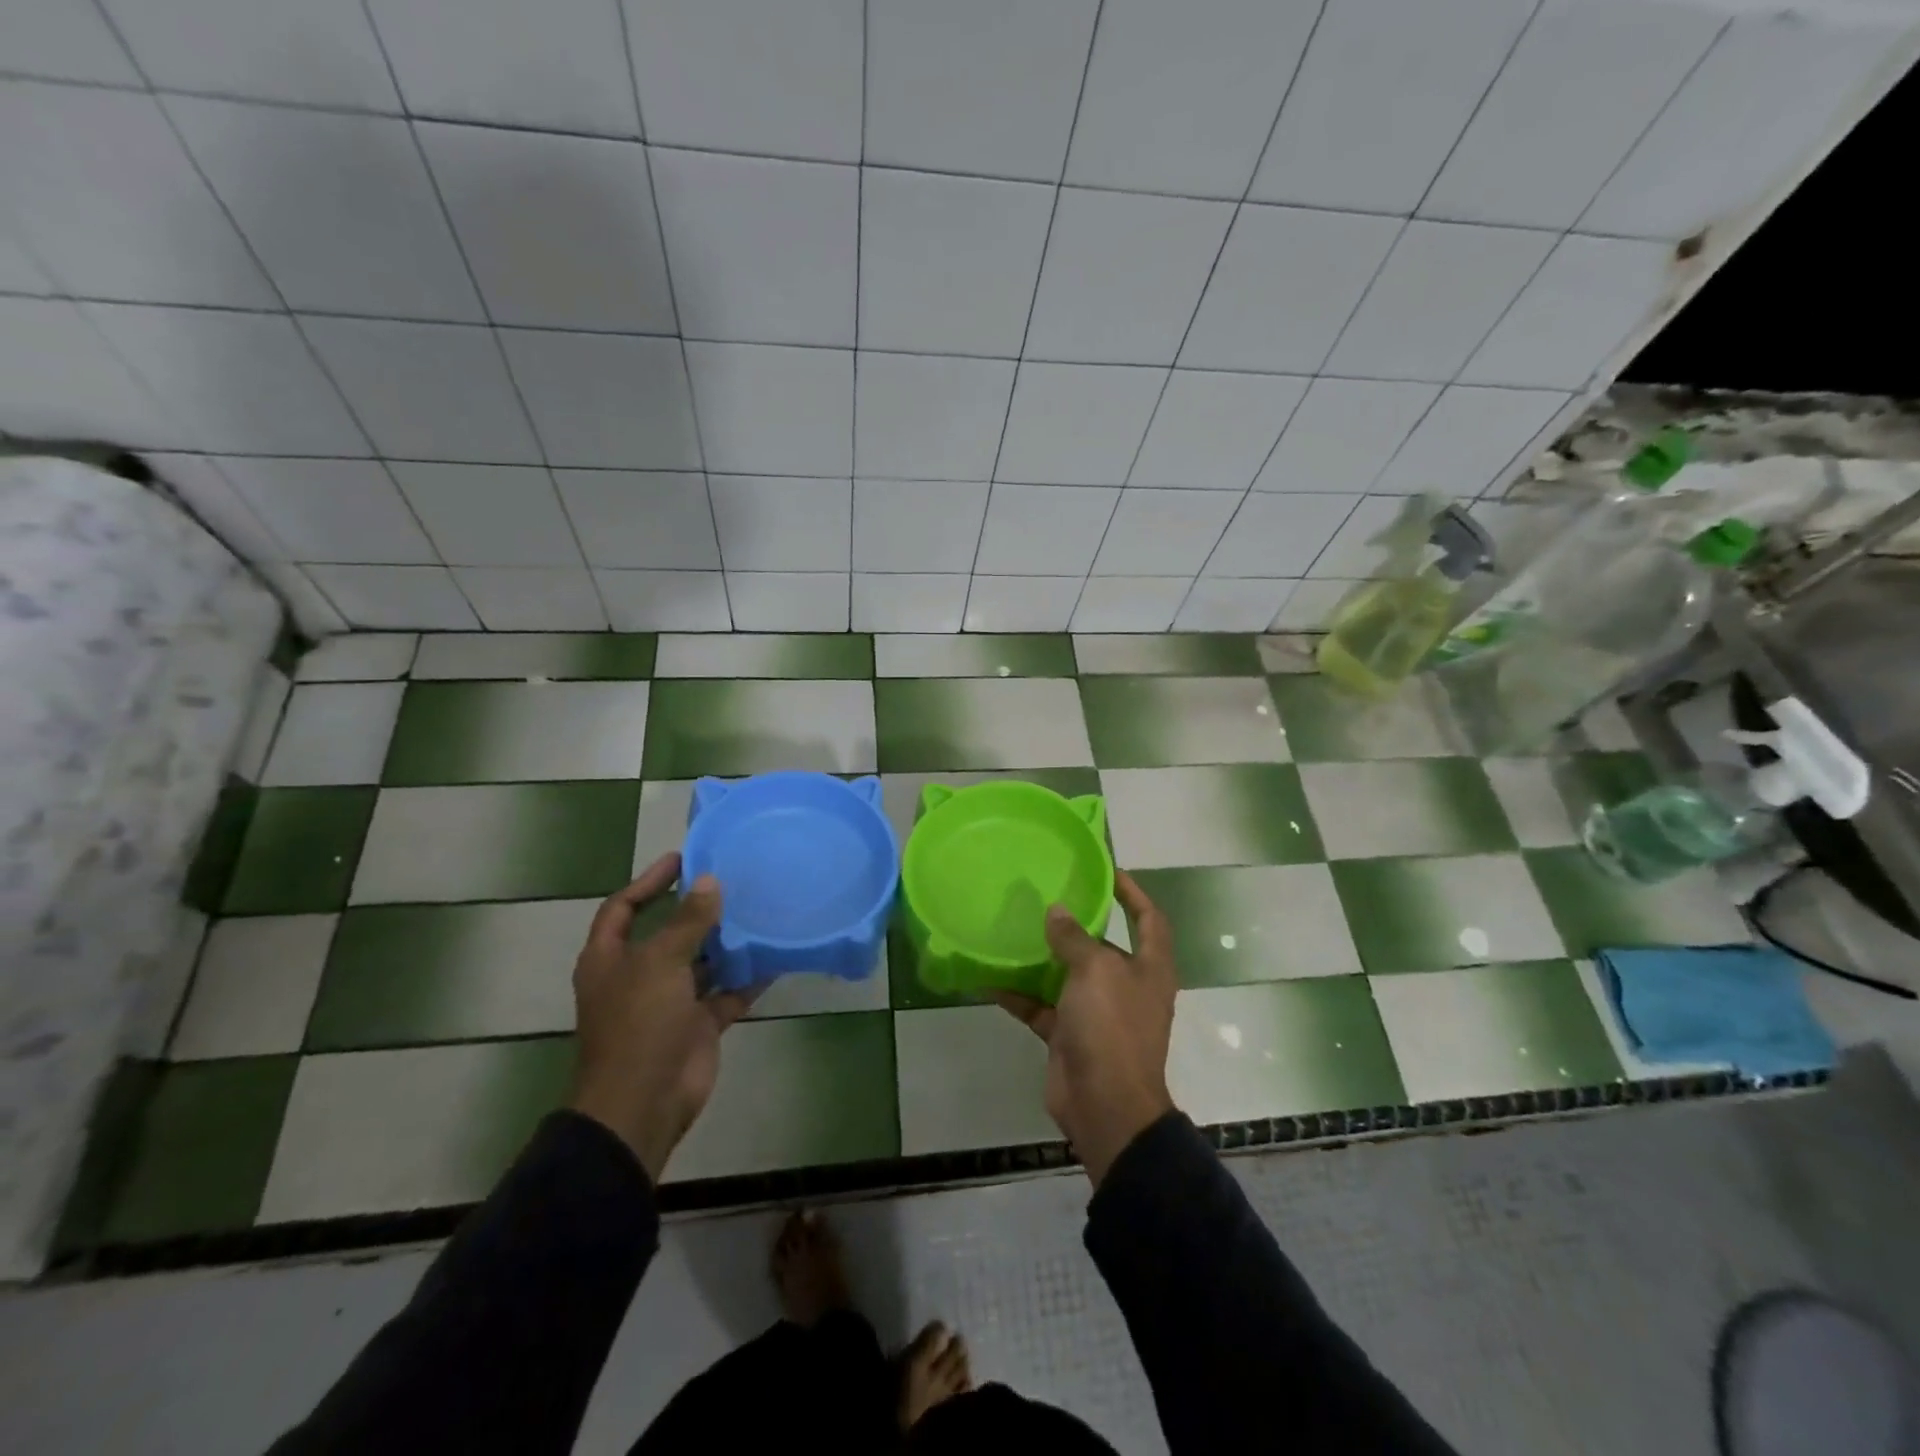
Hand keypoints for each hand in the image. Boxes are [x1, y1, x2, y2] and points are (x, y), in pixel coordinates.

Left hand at [569, 853, 750, 1181]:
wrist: (643, 1104)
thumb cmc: (639, 1025)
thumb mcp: (660, 964)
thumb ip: (687, 921)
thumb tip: (710, 881)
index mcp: (611, 959)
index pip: (623, 907)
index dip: (649, 881)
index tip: (683, 859)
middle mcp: (638, 976)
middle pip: (668, 932)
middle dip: (697, 910)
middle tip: (734, 881)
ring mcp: (669, 1002)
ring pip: (701, 962)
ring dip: (727, 942)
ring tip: (760, 911)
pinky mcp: (698, 1025)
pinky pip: (727, 993)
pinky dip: (747, 978)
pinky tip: (775, 957)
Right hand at [996, 871, 1177, 1184]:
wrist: (1105, 1106)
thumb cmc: (1112, 1027)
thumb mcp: (1095, 971)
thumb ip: (1074, 938)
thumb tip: (1057, 912)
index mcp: (1148, 968)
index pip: (1148, 918)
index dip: (1132, 893)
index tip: (1107, 871)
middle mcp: (1125, 986)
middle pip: (1102, 946)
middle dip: (1076, 924)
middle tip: (1044, 896)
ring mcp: (1097, 1013)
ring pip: (1067, 975)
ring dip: (1042, 957)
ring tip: (1013, 928)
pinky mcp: (1069, 1035)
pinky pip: (1041, 1006)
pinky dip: (1018, 994)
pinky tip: (989, 977)